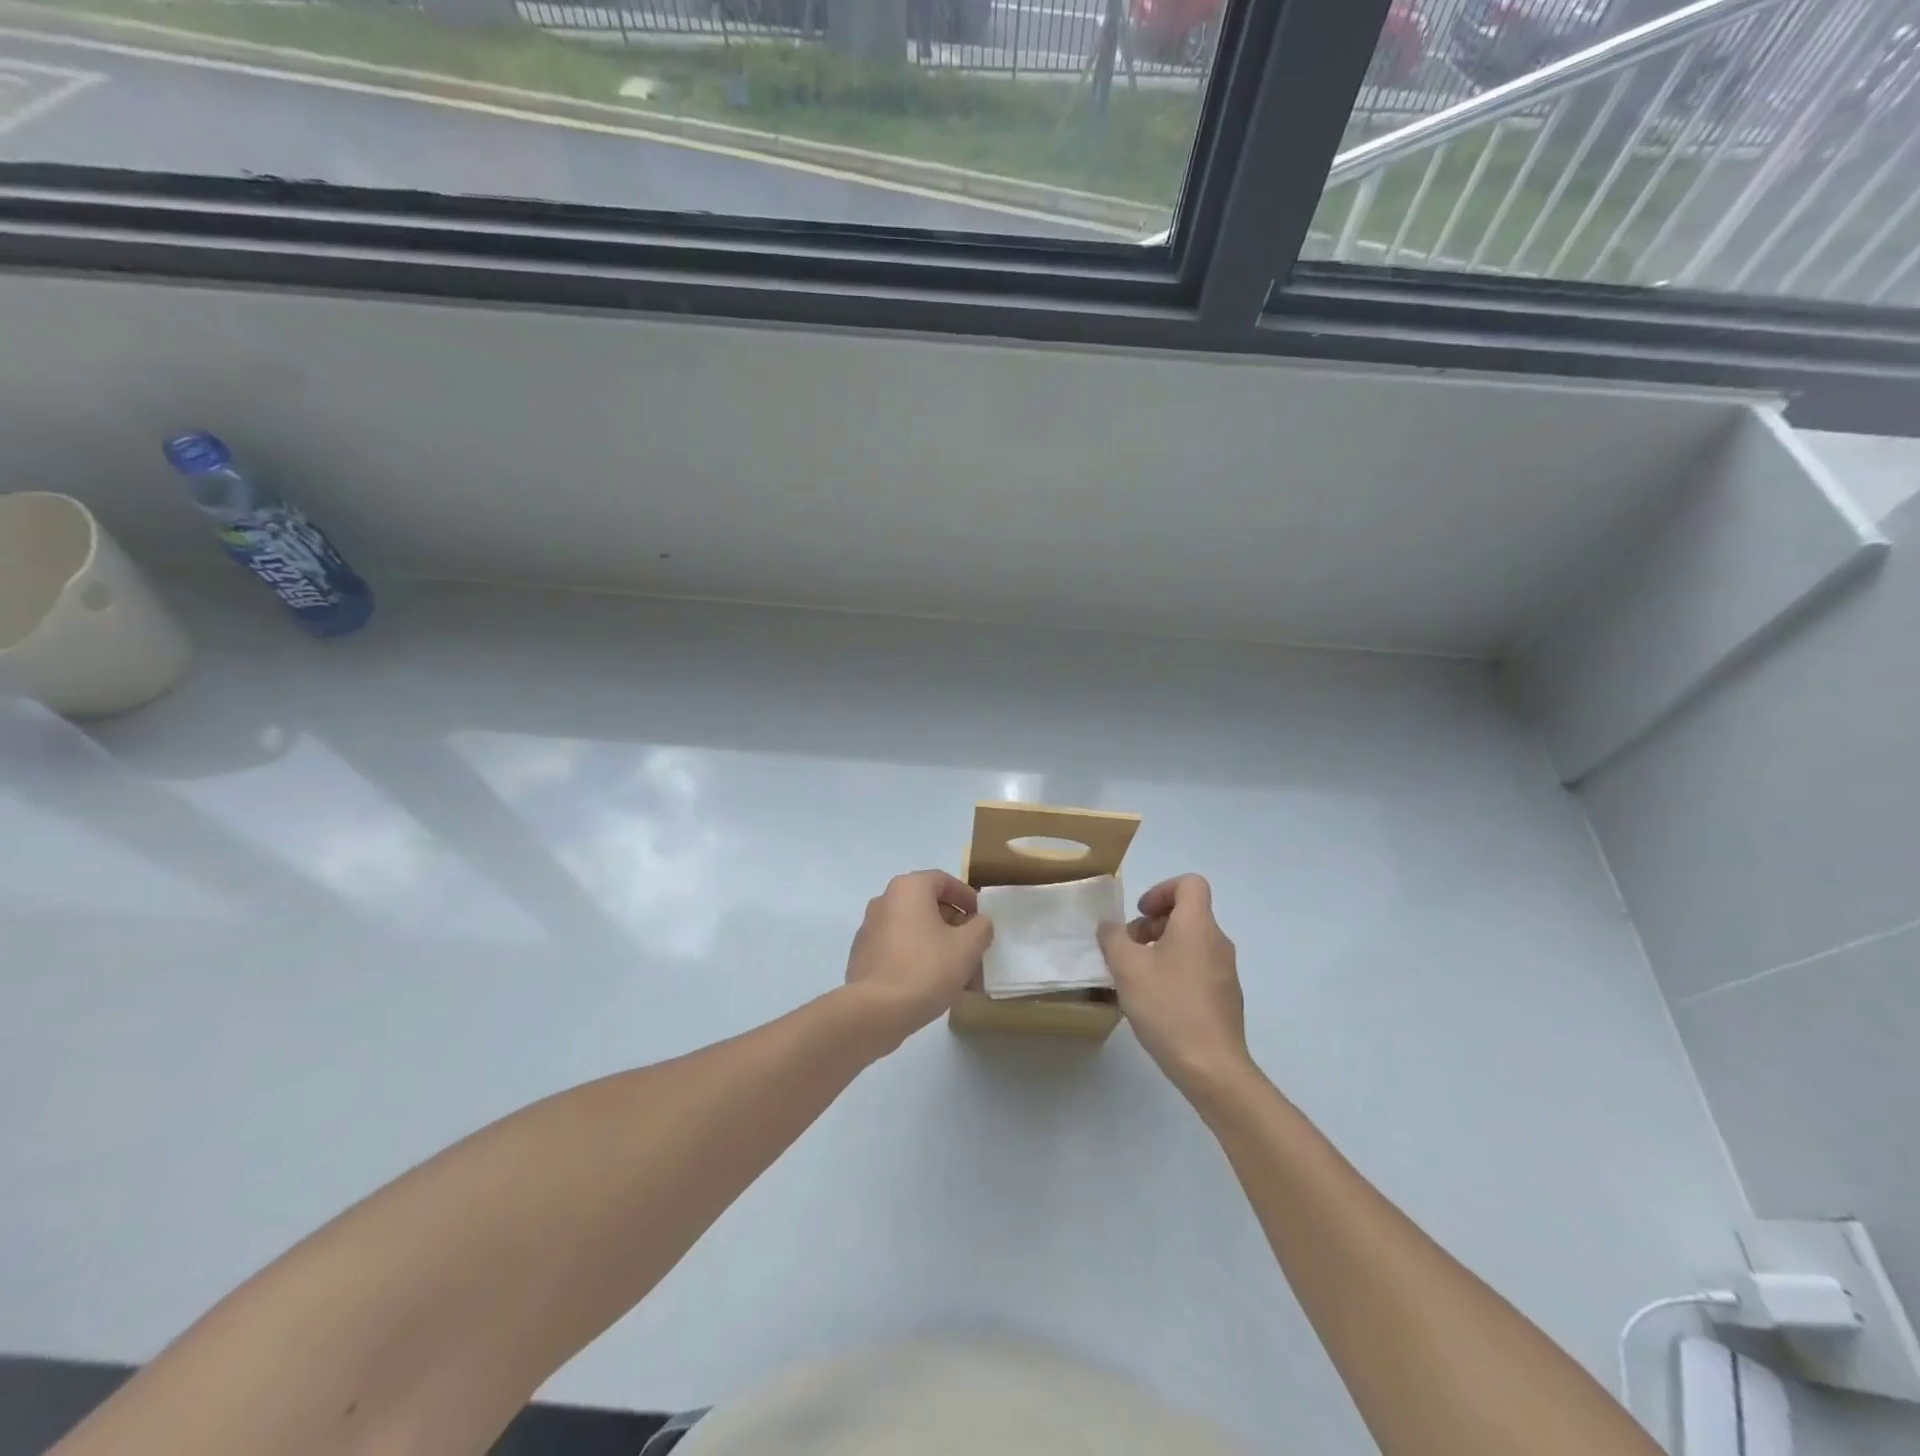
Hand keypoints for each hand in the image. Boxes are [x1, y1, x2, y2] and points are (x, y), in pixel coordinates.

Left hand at [843, 871, 993, 1049]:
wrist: (875, 1011)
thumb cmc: (926, 969)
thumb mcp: (968, 946)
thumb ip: (981, 927)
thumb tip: (978, 922)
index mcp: (908, 889)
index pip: (943, 881)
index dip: (967, 897)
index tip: (981, 918)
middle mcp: (884, 901)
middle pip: (927, 905)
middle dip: (954, 925)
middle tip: (972, 946)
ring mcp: (869, 929)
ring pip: (913, 929)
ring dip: (937, 944)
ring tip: (958, 971)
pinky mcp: (863, 956)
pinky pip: (898, 948)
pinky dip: (917, 957)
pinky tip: (933, 984)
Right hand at [1098, 875, 1252, 1095]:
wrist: (1212, 1067)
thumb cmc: (1168, 1007)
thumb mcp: (1127, 968)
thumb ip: (1113, 938)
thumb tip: (1110, 926)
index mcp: (1197, 926)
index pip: (1190, 884)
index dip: (1162, 890)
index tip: (1140, 913)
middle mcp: (1217, 942)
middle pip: (1188, 913)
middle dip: (1153, 923)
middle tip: (1129, 948)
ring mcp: (1226, 971)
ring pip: (1191, 942)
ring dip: (1162, 948)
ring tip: (1137, 976)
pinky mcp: (1226, 998)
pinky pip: (1198, 968)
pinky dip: (1175, 971)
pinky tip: (1156, 1001)